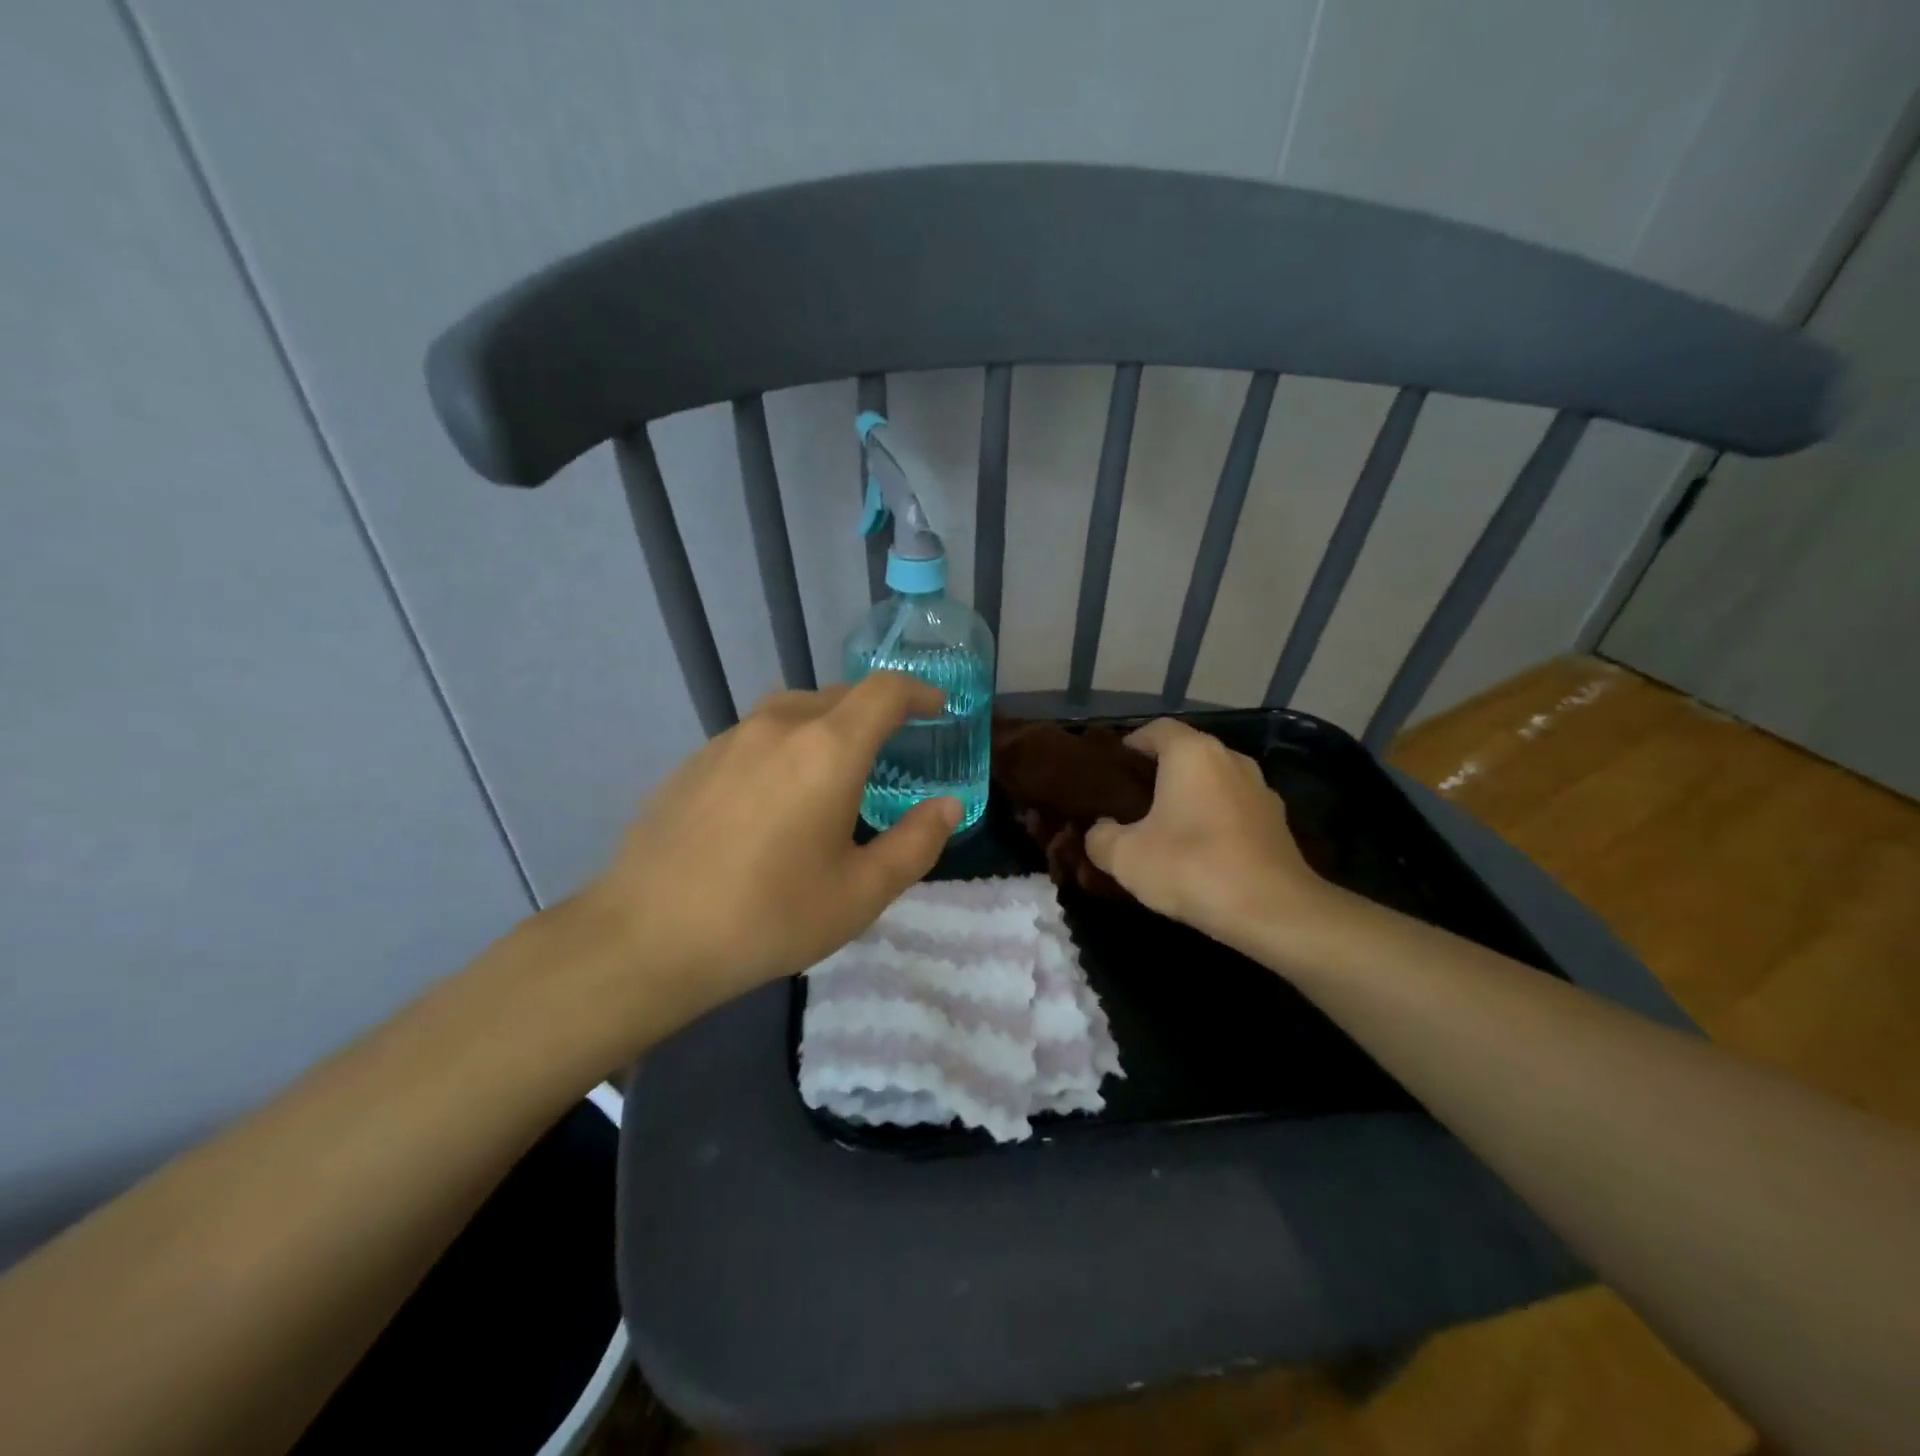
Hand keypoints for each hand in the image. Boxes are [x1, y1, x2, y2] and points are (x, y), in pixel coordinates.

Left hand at [566, 674, 958, 1038]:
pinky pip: (756, 736)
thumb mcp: (861, 893)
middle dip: (875, 712)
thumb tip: (948, 806)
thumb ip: (916, 843)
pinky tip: (775, 797)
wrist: (646, 937)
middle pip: (839, 696)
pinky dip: (785, 746)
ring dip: (827, 726)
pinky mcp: (694, 761)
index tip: (938, 708)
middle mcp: (779, 727)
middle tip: (893, 748)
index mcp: (828, 749)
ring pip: (793, 712)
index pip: (884, 692)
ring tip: (835, 770)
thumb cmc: (769, 916)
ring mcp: (728, 739)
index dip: (918, 692)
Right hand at [1084, 719, 1333, 950]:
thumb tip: (1101, 830)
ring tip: (1164, 829)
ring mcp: (1260, 789)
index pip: (1155, 729)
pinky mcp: (1277, 822)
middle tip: (1130, 804)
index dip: (1129, 746)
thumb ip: (1100, 836)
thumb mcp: (1124, 857)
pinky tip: (1200, 853)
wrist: (1273, 912)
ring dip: (1189, 798)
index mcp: (1192, 753)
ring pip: (1212, 782)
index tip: (1111, 773)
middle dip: (1157, 774)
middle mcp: (1230, 759)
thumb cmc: (1192, 867)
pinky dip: (1214, 820)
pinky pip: (1234, 808)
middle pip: (1186, 754)